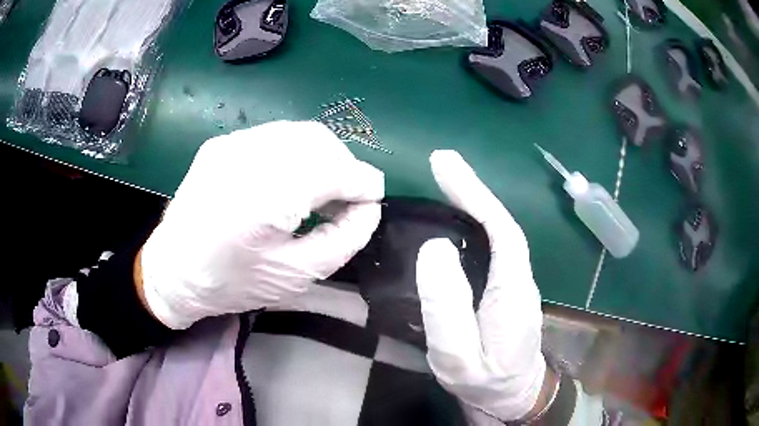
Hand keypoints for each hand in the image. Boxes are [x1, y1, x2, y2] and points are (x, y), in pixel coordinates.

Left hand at [139, 121, 383, 328]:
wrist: (174, 270)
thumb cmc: (233, 282)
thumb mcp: (296, 275)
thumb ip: (343, 240)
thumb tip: (369, 209)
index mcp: (264, 200)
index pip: (332, 170)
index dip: (363, 182)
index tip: (374, 199)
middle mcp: (246, 159)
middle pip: (319, 142)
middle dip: (345, 166)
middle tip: (347, 197)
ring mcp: (231, 144)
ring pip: (299, 133)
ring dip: (323, 156)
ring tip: (323, 187)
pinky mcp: (222, 143)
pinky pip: (274, 135)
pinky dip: (296, 152)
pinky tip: (291, 178)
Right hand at [416, 150, 547, 421]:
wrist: (513, 396)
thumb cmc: (484, 381)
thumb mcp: (458, 357)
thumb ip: (447, 308)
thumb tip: (434, 249)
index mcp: (512, 291)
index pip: (501, 231)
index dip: (476, 195)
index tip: (446, 166)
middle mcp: (520, 278)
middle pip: (501, 225)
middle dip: (473, 190)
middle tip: (441, 162)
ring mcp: (515, 283)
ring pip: (498, 234)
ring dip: (473, 204)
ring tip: (444, 181)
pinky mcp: (507, 290)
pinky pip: (492, 248)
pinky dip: (475, 225)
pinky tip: (455, 220)